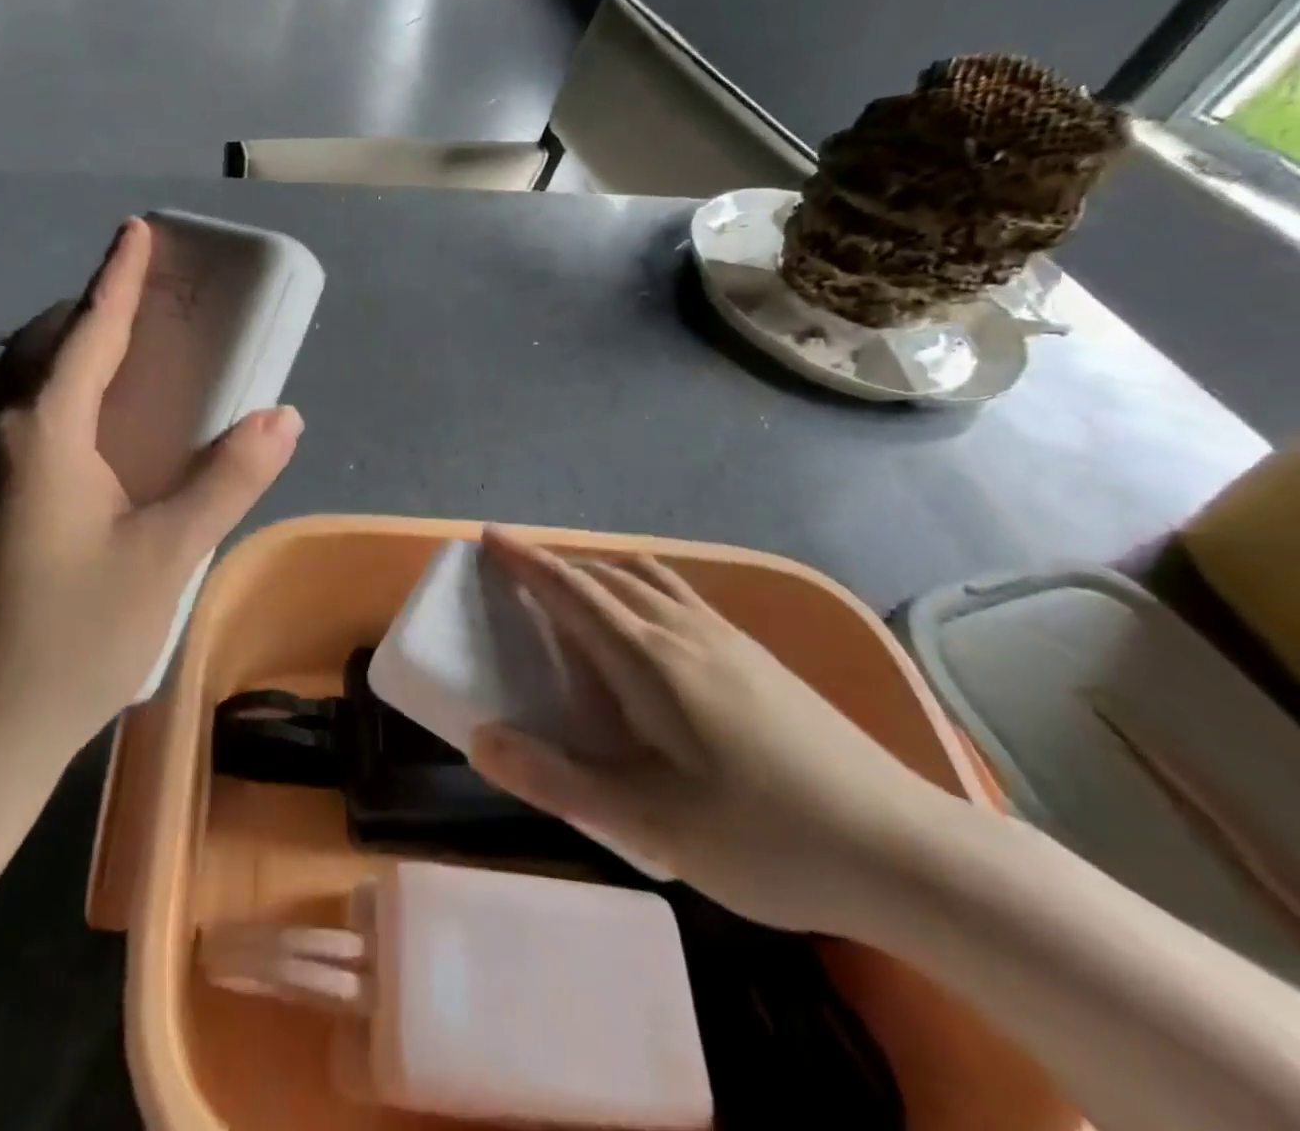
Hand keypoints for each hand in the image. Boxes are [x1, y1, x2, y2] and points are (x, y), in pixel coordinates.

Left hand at [0, 217, 302, 756]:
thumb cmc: (74, 637)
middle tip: (136, 329)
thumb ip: (228, 479)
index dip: (117, 277)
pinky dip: (13, 395)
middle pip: (33, 341)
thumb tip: (284, 418)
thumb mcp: (169, 555)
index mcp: (41, 430)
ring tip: (89, 385)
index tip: (135, 229)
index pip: (87, 329)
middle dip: (83, 315)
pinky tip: (54, 449)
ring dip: (34, 354)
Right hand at [468, 527, 947, 933]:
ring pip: (648, 579)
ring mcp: (728, 639)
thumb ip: (559, 781)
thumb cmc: (767, 839)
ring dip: (600, 573)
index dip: (526, 560)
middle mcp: (685, 632)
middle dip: (556, 565)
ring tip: (575, 593)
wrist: (908, 851)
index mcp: (651, 661)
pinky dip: (639, 589)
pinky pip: (679, 596)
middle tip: (518, 576)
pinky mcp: (757, 656)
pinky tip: (647, 630)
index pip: (572, 591)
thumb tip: (480, 739)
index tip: (489, 536)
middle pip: (607, 576)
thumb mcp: (650, 826)